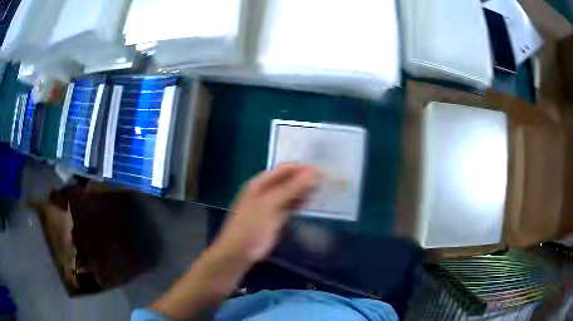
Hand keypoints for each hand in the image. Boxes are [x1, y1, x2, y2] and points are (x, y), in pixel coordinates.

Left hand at [213, 164, 319, 263]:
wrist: (239, 251)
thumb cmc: (251, 225)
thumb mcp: (270, 204)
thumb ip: (291, 188)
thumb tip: (314, 172)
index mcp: (260, 183)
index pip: (284, 169)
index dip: (302, 168)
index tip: (320, 170)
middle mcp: (267, 190)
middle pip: (289, 180)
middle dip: (305, 178)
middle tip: (324, 180)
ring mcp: (272, 204)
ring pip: (291, 193)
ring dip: (304, 190)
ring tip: (321, 189)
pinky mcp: (277, 217)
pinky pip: (291, 205)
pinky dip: (300, 202)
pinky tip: (311, 202)